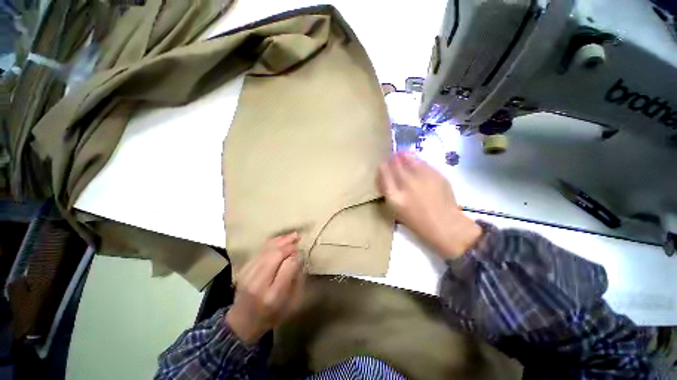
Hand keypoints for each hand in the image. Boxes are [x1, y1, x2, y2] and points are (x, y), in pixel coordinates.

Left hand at [226, 233, 304, 343]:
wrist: (242, 323)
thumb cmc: (271, 315)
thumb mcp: (291, 304)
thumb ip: (296, 280)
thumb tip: (299, 258)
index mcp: (274, 294)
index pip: (289, 265)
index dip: (297, 256)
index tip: (302, 253)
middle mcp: (259, 283)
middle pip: (276, 255)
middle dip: (289, 245)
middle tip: (298, 239)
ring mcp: (248, 276)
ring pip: (267, 251)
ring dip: (281, 241)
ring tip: (292, 235)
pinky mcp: (242, 271)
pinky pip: (259, 252)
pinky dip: (270, 244)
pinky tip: (279, 240)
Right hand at [377, 153, 481, 259]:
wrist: (444, 224)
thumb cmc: (417, 221)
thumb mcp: (396, 209)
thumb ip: (388, 192)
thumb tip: (383, 178)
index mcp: (395, 196)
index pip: (384, 174)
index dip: (382, 167)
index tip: (382, 164)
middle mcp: (407, 184)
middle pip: (395, 164)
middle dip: (391, 158)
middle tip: (391, 156)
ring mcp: (422, 178)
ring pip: (409, 160)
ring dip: (402, 155)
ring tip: (401, 153)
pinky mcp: (436, 175)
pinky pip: (422, 162)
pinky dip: (415, 159)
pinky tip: (414, 159)